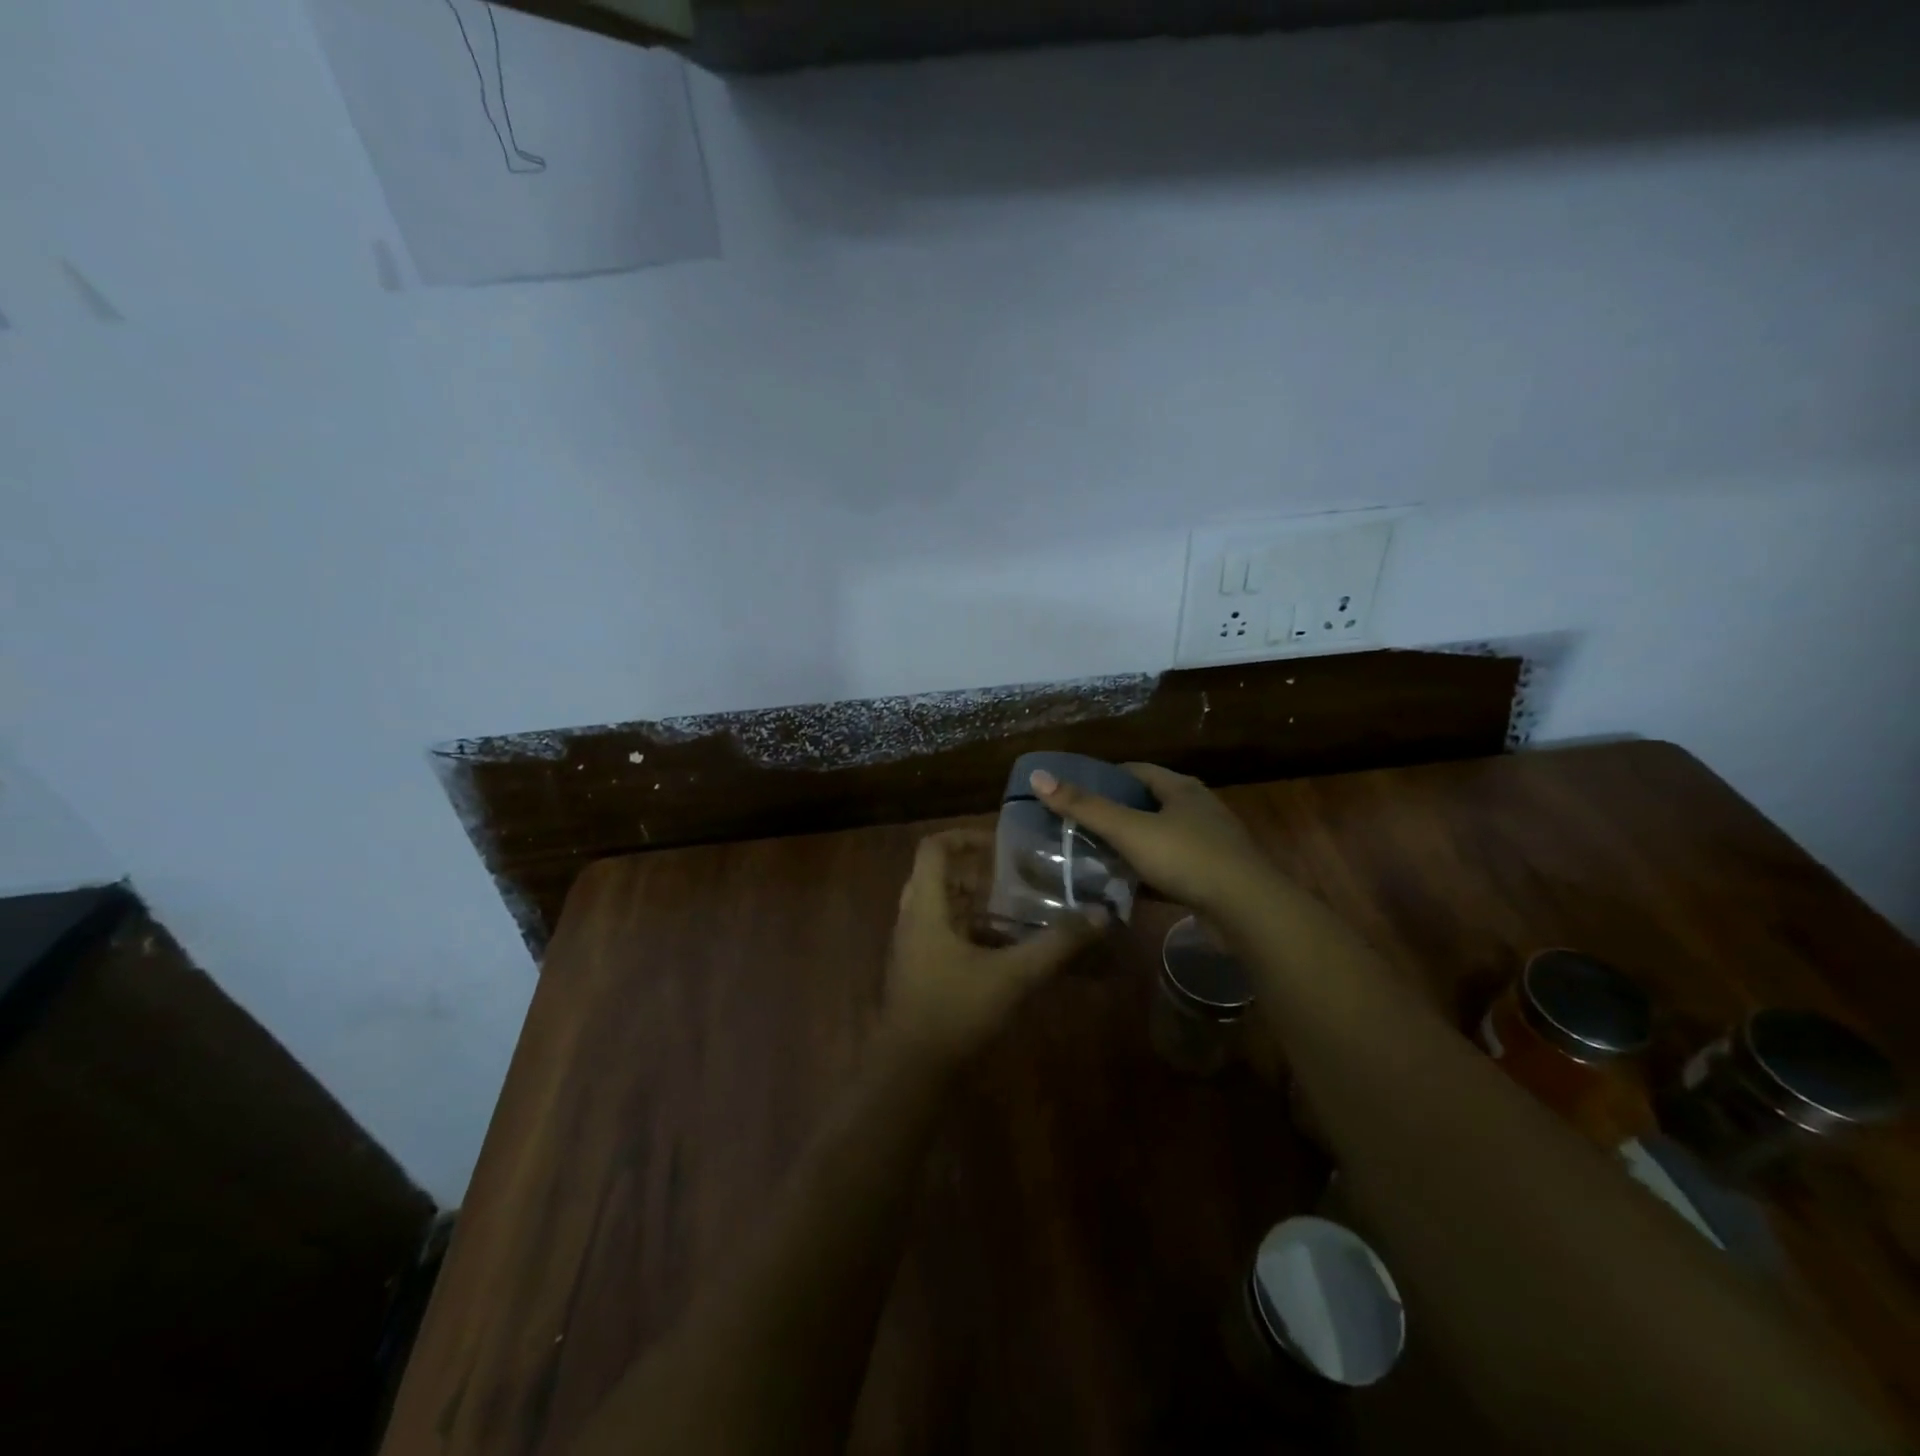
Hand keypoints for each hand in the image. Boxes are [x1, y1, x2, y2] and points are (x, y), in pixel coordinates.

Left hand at [882, 829, 1105, 1061]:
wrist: (910, 1072)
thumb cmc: (955, 1011)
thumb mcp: (1012, 976)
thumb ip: (1056, 945)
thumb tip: (1100, 915)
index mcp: (925, 907)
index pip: (933, 848)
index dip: (964, 836)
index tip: (1001, 843)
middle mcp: (912, 919)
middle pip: (937, 875)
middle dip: (974, 869)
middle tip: (1013, 873)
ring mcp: (911, 946)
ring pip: (940, 905)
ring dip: (972, 901)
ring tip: (1015, 906)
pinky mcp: (917, 970)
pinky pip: (941, 932)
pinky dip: (969, 929)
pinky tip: (1003, 948)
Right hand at [1030, 762, 1274, 919]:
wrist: (1247, 910)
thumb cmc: (1187, 858)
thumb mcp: (1129, 830)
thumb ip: (1084, 806)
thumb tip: (1039, 776)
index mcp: (1181, 789)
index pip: (1136, 772)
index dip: (1104, 778)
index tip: (1074, 792)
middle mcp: (1198, 810)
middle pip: (1148, 804)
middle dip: (1115, 813)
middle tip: (1078, 826)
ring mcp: (1209, 844)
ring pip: (1159, 838)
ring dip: (1131, 845)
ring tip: (1095, 855)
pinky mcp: (1212, 877)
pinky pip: (1171, 868)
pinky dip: (1147, 873)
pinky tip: (1126, 885)